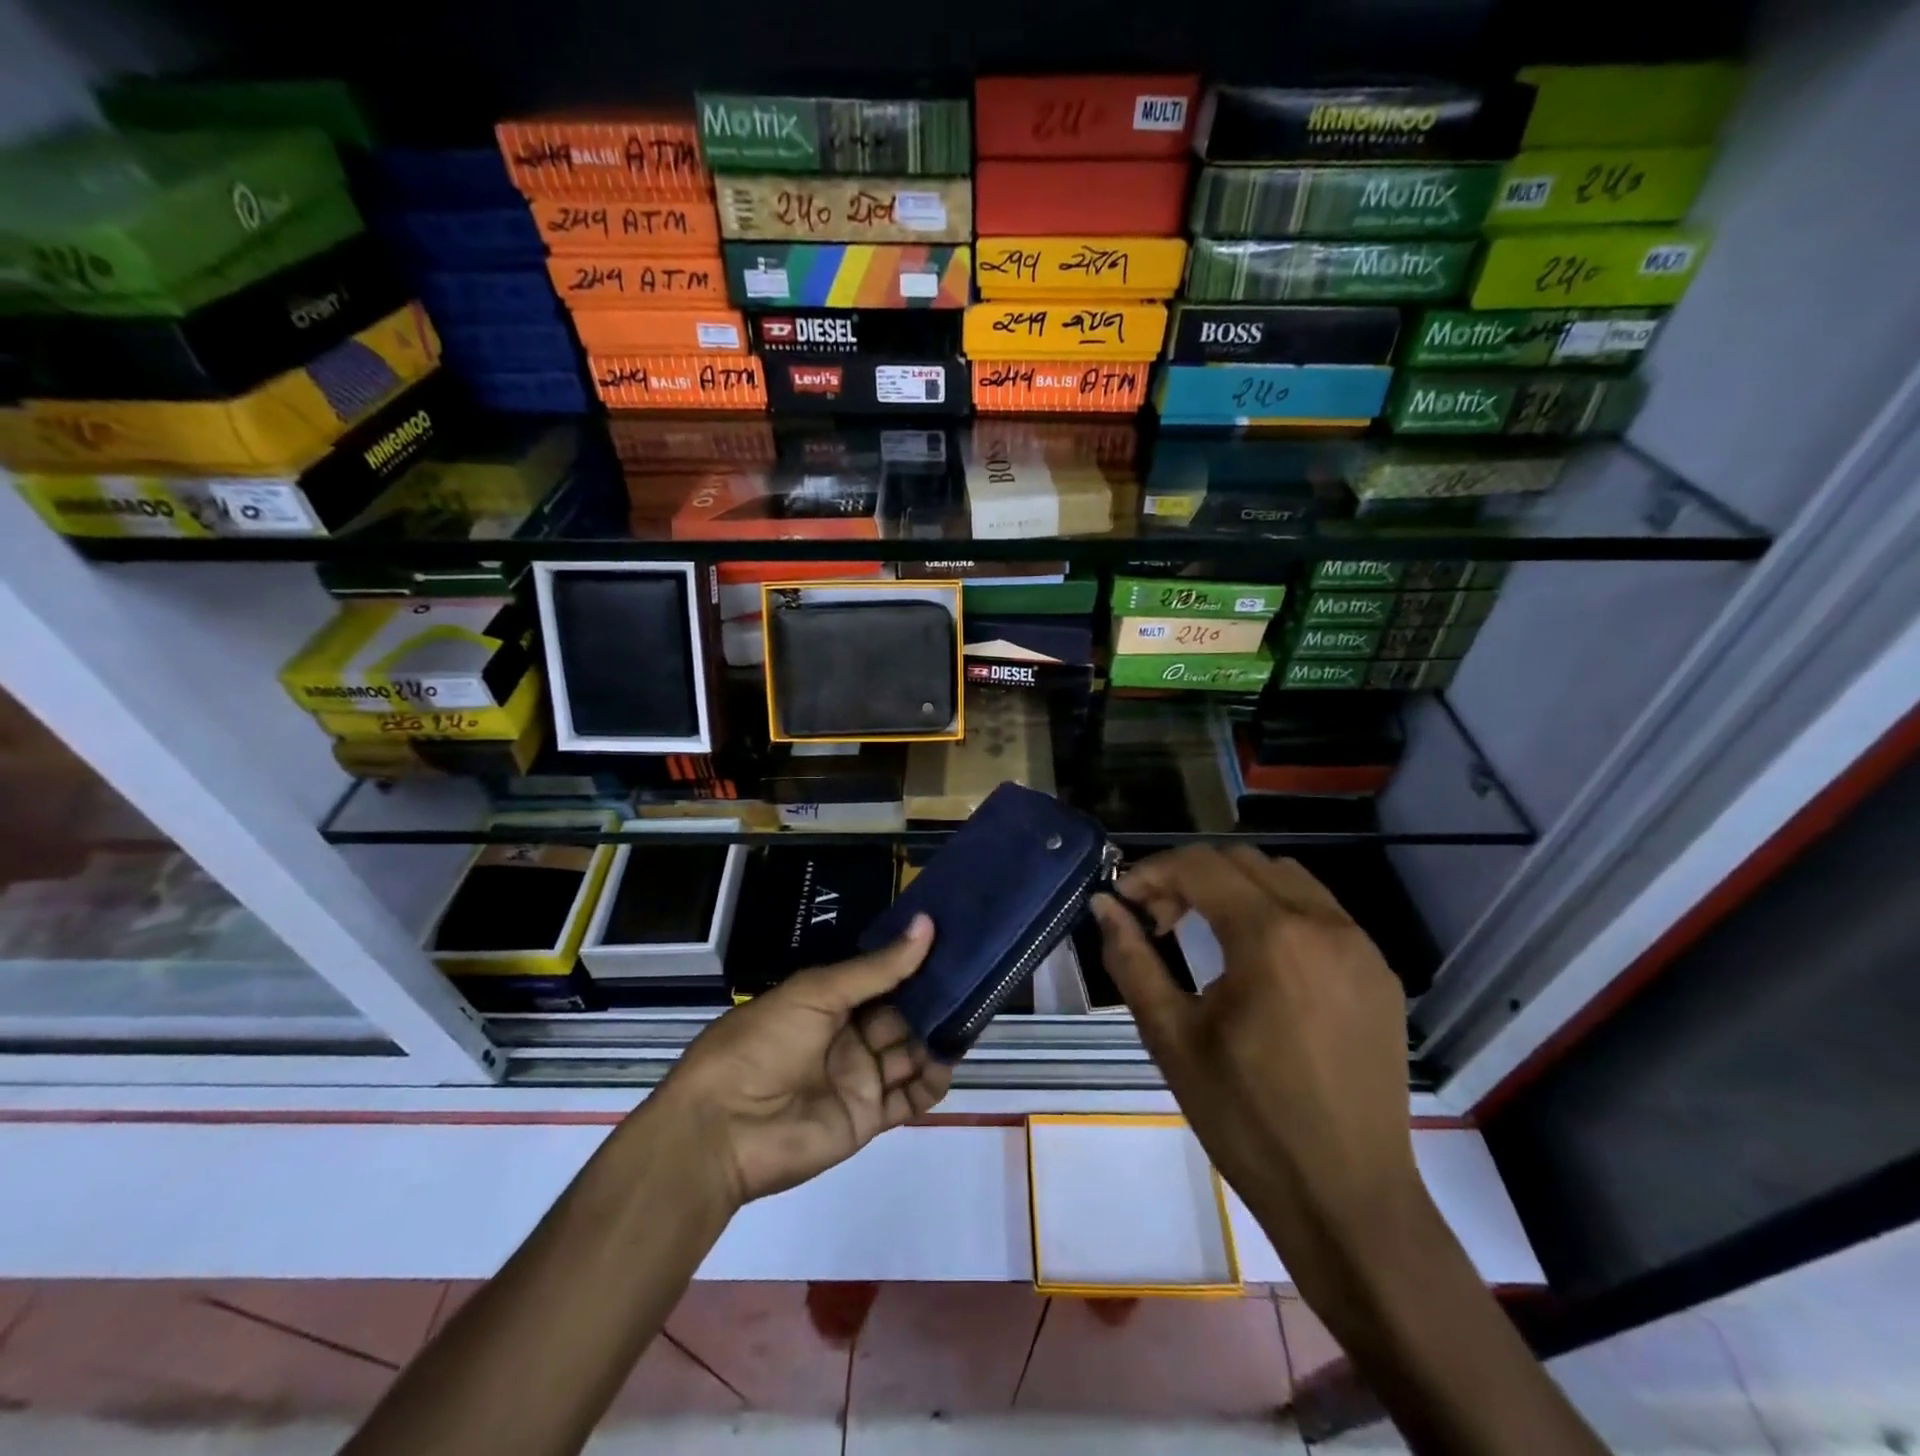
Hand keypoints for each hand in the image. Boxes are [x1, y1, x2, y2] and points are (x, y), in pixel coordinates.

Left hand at [657, 914, 951, 1205]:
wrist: (722, 1129)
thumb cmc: (764, 1043)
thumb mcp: (817, 993)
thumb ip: (877, 968)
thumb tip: (927, 924)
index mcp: (829, 1000)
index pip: (882, 978)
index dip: (914, 963)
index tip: (954, 943)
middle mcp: (847, 1036)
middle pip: (901, 1015)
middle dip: (934, 1001)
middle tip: (976, 981)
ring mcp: (858, 1078)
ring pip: (910, 1053)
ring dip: (937, 1038)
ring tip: (971, 1018)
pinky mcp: (867, 1118)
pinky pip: (909, 1098)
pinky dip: (931, 1083)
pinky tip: (948, 1062)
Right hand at [1089, 846, 1423, 1276]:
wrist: (1348, 1200)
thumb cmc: (1246, 1121)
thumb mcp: (1171, 1037)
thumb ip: (1132, 959)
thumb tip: (1104, 905)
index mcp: (1272, 939)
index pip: (1200, 867)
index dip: (1152, 872)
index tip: (1122, 899)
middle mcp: (1324, 924)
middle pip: (1242, 862)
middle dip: (1189, 876)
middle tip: (1155, 917)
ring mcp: (1360, 946)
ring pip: (1285, 877)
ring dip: (1234, 886)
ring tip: (1203, 929)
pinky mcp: (1379, 972)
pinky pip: (1320, 911)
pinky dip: (1276, 909)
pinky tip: (1255, 956)